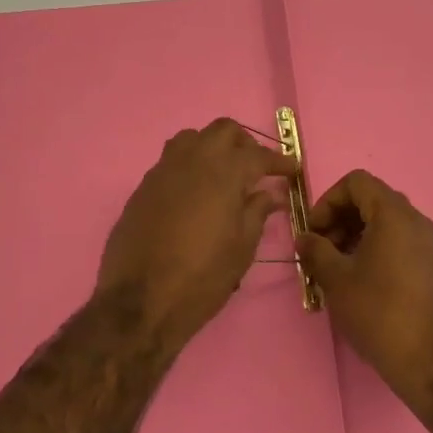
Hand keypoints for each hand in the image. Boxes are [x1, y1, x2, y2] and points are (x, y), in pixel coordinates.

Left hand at [96, 119, 299, 344]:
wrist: (140, 301)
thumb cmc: (202, 277)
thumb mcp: (241, 248)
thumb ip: (257, 213)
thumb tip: (268, 194)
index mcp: (224, 173)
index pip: (258, 155)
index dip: (278, 161)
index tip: (291, 169)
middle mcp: (193, 160)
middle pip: (223, 131)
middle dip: (244, 144)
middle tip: (256, 169)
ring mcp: (163, 170)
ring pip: (192, 138)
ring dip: (212, 148)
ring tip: (223, 175)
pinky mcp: (143, 187)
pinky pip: (171, 161)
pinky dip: (189, 166)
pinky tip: (195, 193)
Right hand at [295, 170, 432, 399]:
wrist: (430, 360)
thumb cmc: (379, 312)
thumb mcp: (336, 279)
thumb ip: (316, 250)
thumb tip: (304, 238)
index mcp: (394, 214)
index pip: (357, 182)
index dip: (328, 200)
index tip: (314, 231)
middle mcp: (417, 220)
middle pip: (372, 199)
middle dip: (340, 218)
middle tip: (321, 249)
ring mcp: (430, 243)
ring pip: (386, 222)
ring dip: (356, 234)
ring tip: (337, 267)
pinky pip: (400, 241)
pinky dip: (376, 248)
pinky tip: (361, 280)